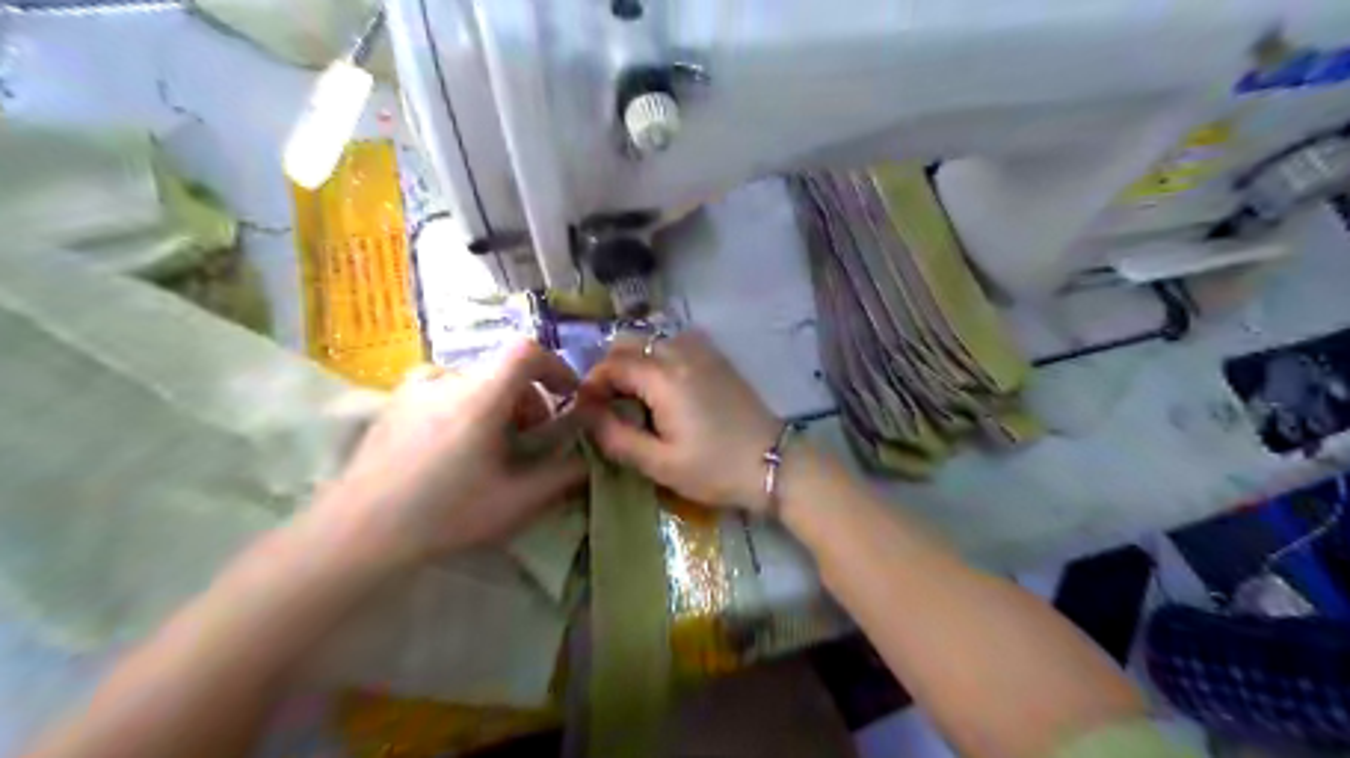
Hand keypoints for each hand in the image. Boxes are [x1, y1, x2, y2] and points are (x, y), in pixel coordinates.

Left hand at [319, 340, 592, 563]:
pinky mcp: (392, 403)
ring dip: (495, 405)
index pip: (528, 351)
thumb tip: (591, 461)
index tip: (568, 396)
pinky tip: (450, 445)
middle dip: (528, 401)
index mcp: (480, 395)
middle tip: (529, 441)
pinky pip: (442, 390)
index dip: (556, 367)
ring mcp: (413, 389)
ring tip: (489, 447)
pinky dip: (463, 406)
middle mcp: (447, 379)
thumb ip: (563, 477)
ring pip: (473, 383)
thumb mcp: (516, 501)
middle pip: (503, 373)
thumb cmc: (444, 514)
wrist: (357, 533)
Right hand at [576, 330, 779, 510]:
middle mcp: (680, 352)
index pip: (611, 365)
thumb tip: (585, 415)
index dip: (590, 385)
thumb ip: (616, 438)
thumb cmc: (715, 469)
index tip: (585, 411)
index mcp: (664, 377)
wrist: (774, 463)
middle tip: (607, 404)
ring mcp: (702, 351)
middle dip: (609, 369)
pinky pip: (675, 343)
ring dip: (633, 361)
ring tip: (633, 398)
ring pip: (651, 340)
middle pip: (628, 343)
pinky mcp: (717, 358)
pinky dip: (658, 357)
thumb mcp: (660, 464)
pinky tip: (663, 387)